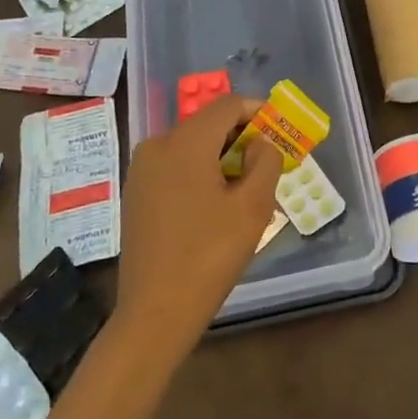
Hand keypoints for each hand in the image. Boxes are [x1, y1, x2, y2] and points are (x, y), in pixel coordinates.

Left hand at [114, 95, 282, 354]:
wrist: (155, 313)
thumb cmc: (209, 256)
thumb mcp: (253, 207)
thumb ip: (266, 162)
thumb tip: (262, 143)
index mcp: (184, 142)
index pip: (227, 105)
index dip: (258, 111)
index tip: (281, 132)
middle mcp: (157, 146)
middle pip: (208, 125)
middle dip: (241, 139)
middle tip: (269, 167)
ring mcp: (141, 171)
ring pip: (191, 148)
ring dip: (222, 159)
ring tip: (247, 192)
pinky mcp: (136, 194)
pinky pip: (175, 168)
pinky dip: (200, 174)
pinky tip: (216, 207)